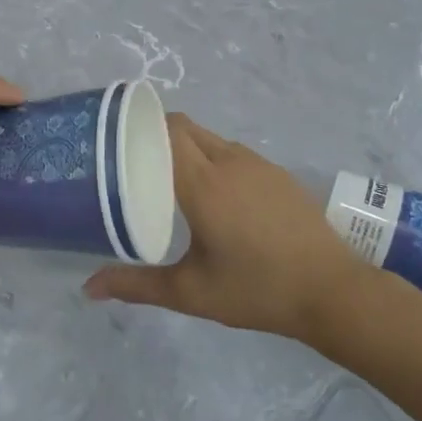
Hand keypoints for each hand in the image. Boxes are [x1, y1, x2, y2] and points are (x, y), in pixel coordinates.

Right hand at [84, 114, 379, 340]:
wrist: (333, 291)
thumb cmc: (257, 289)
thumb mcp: (191, 292)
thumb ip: (137, 286)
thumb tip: (88, 288)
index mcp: (203, 182)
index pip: (166, 130)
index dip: (139, 127)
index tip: (116, 142)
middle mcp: (229, 161)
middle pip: (185, 127)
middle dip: (157, 136)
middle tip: (135, 162)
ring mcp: (258, 164)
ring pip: (211, 139)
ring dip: (187, 148)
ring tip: (169, 177)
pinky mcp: (278, 173)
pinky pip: (234, 153)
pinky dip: (214, 160)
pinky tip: (215, 194)